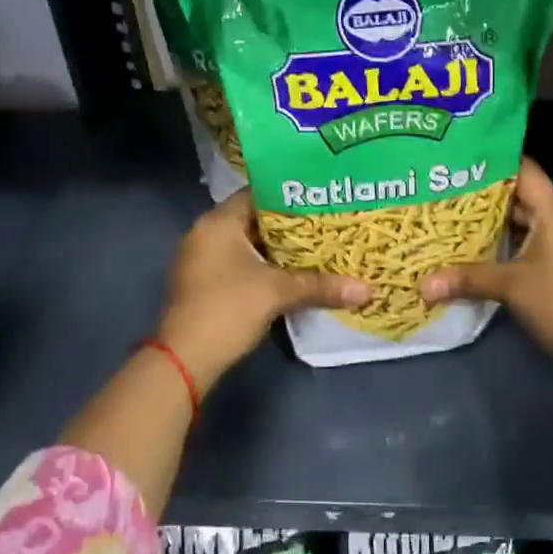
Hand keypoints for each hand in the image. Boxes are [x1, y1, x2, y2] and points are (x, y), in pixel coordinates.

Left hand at [157, 192, 368, 388]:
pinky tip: (292, 274)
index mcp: (218, 222)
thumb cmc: (228, 309)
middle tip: (326, 222)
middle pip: (254, 219)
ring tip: (317, 247)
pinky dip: (264, 266)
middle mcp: (206, 234)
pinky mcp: (204, 284)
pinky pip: (240, 264)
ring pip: (248, 245)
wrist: (184, 360)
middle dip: (289, 224)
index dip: (290, 194)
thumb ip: (321, 286)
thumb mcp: (278, 293)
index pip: (257, 193)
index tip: (321, 196)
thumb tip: (368, 290)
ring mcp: (201, 260)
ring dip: (277, 249)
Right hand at [420, 158, 552, 364]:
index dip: (497, 162)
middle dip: (489, 195)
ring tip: (461, 217)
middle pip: (525, 196)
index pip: (526, 172)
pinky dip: (515, 239)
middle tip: (451, 191)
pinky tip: (488, 246)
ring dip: (501, 221)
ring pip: (532, 220)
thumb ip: (467, 279)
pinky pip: (540, 238)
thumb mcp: (511, 287)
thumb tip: (422, 286)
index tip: (464, 160)